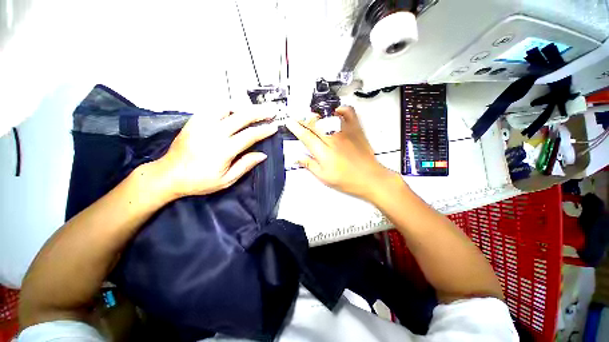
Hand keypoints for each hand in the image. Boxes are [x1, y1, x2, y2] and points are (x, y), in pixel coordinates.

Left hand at [154, 108, 277, 198]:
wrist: (169, 175)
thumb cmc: (199, 181)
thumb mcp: (226, 180)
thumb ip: (245, 165)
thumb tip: (262, 155)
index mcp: (223, 150)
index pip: (249, 136)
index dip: (264, 130)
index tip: (274, 126)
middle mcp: (213, 133)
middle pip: (241, 117)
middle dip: (258, 112)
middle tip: (270, 110)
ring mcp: (202, 125)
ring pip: (226, 108)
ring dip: (242, 107)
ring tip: (253, 110)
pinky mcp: (194, 121)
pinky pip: (212, 108)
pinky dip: (226, 107)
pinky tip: (233, 110)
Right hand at [286, 106, 395, 200]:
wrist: (369, 178)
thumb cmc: (347, 180)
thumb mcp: (324, 177)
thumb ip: (310, 165)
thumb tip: (298, 157)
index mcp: (324, 152)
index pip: (306, 136)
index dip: (296, 128)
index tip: (289, 122)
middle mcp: (333, 139)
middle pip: (314, 124)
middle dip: (302, 119)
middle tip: (296, 117)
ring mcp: (345, 132)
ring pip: (327, 117)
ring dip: (316, 114)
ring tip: (310, 115)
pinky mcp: (356, 129)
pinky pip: (348, 112)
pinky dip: (340, 109)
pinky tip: (334, 111)